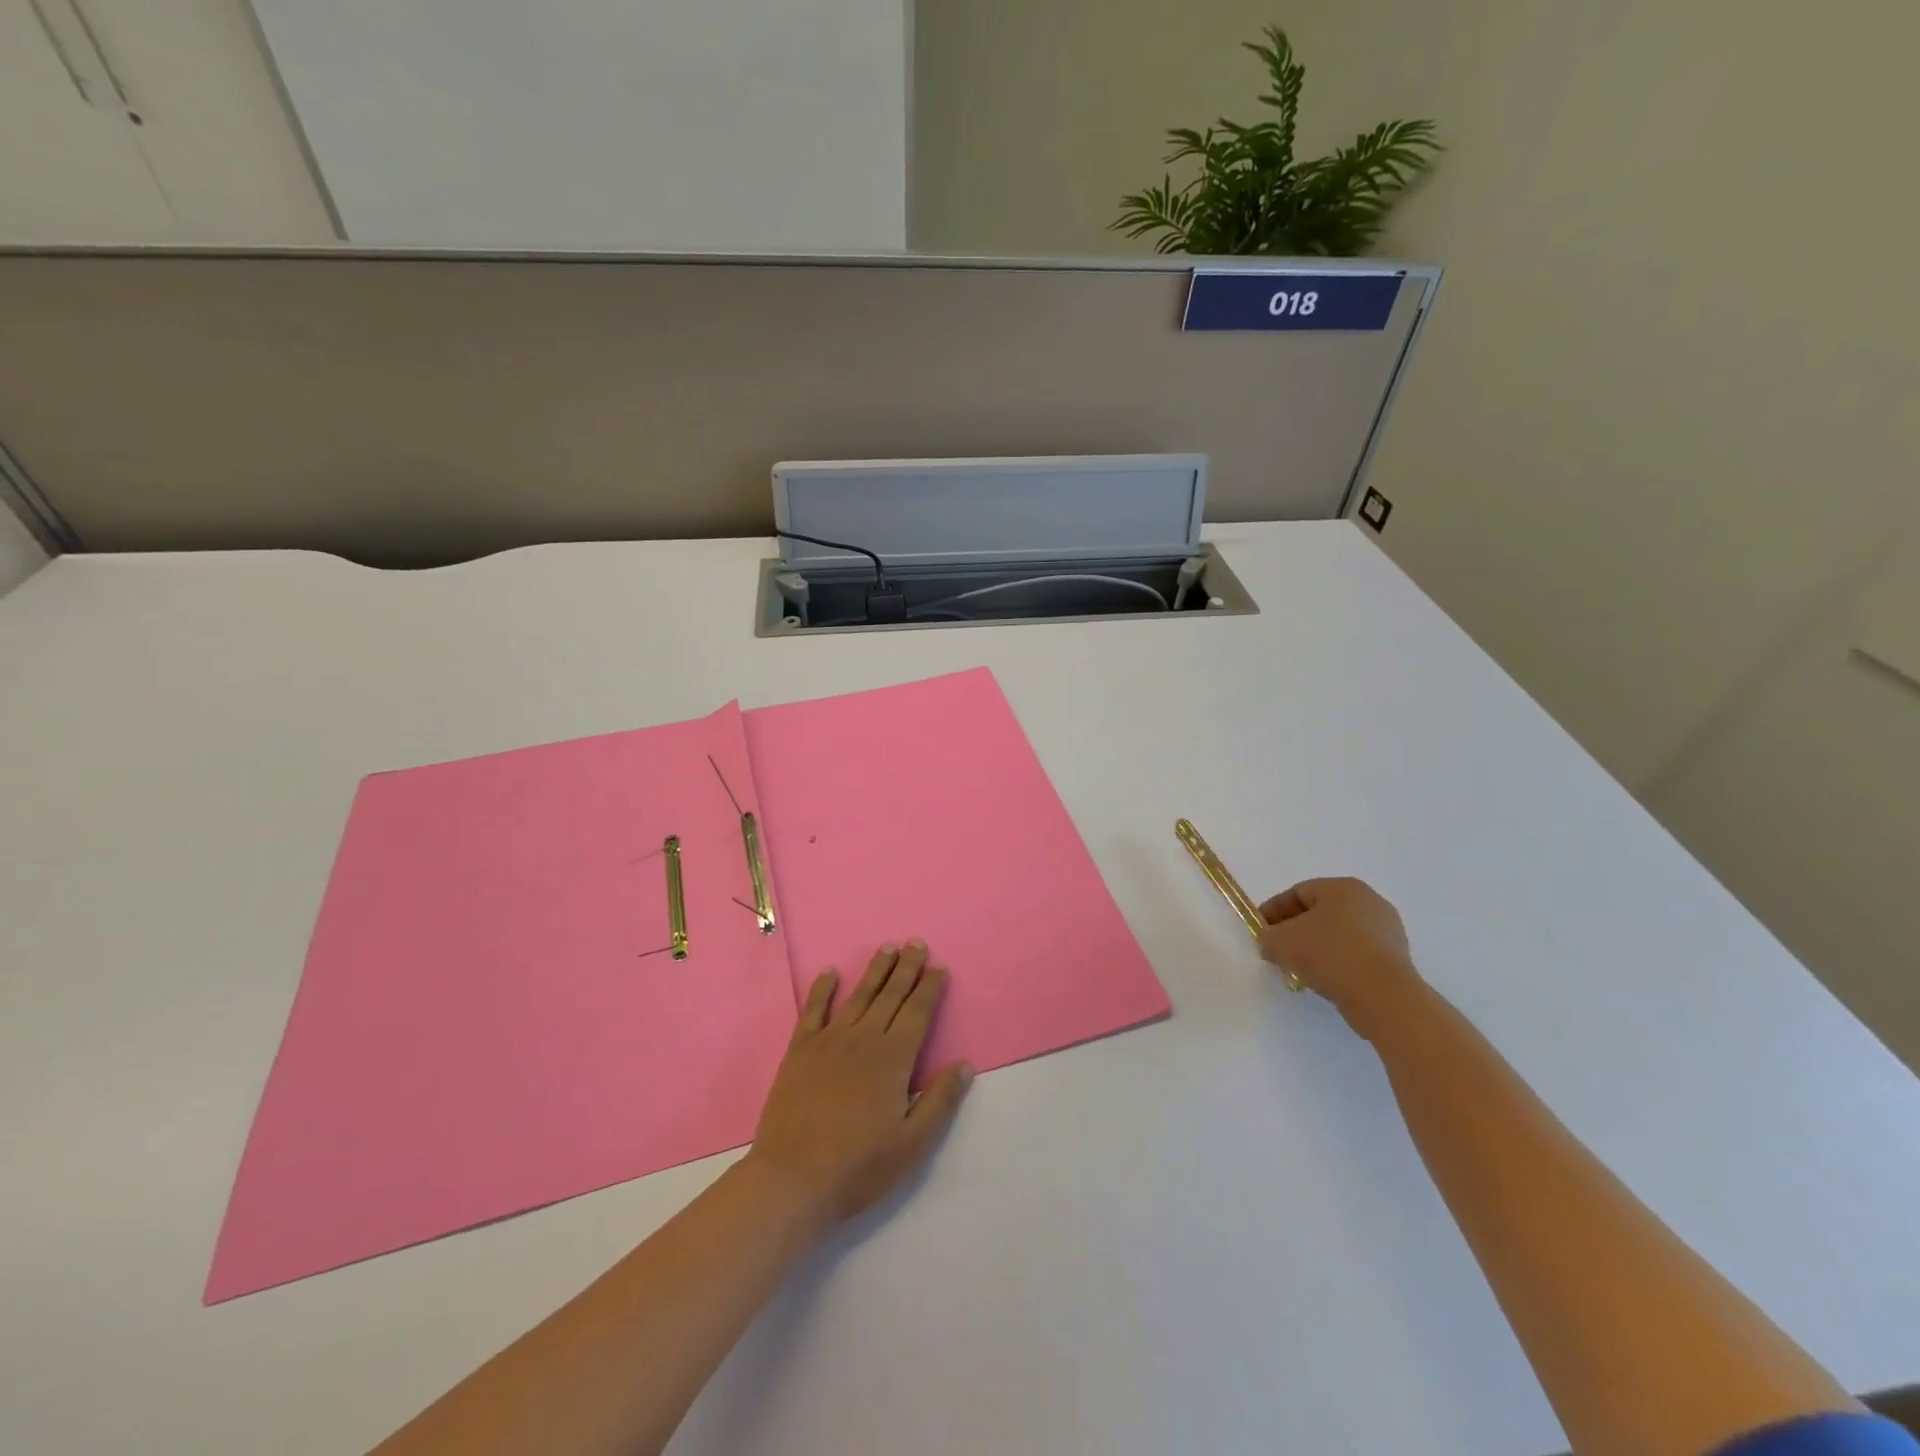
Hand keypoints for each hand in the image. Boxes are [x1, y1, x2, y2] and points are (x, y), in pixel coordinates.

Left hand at [743, 940, 972, 1229]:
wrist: (792, 1179)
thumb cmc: (859, 1166)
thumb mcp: (912, 1144)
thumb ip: (940, 1101)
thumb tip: (965, 1064)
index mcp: (893, 1059)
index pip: (917, 1013)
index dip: (930, 988)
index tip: (939, 967)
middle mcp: (864, 1039)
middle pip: (890, 995)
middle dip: (907, 968)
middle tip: (916, 943)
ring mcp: (829, 1041)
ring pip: (858, 996)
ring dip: (875, 970)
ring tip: (887, 947)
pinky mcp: (800, 1050)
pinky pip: (813, 1010)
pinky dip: (822, 989)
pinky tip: (830, 972)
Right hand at [1257, 878, 1424, 1037]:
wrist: (1384, 996)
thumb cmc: (1329, 954)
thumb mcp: (1281, 942)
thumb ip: (1267, 937)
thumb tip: (1270, 942)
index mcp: (1342, 887)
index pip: (1298, 893)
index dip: (1273, 911)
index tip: (1260, 931)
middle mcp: (1369, 901)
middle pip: (1320, 912)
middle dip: (1295, 929)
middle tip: (1277, 949)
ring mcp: (1388, 930)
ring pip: (1339, 934)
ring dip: (1316, 947)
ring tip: (1299, 969)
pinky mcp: (1397, 958)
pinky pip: (1357, 954)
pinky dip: (1338, 962)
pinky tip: (1325, 979)